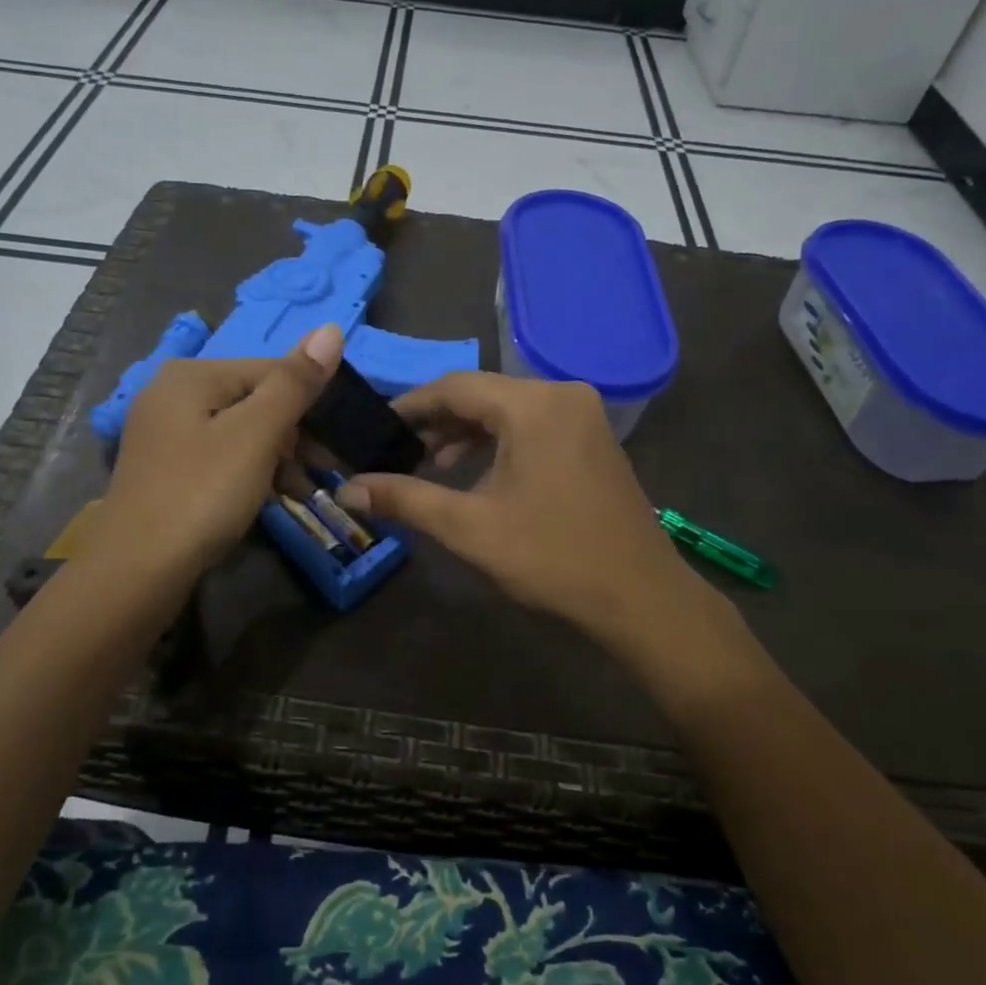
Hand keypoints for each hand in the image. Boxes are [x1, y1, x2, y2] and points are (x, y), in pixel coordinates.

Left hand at [100, 325, 342, 576]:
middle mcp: (174, 393)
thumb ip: (295, 383)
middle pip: (255, 400)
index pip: (272, 370)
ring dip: (279, 458)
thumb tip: (331, 328)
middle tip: (328, 469)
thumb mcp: (256, 434)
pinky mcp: (167, 469)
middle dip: (296, 434)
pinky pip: (222, 457)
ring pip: (241, 432)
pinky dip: (252, 473)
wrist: (137, 570)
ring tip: (307, 491)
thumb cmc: (202, 493)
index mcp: (193, 374)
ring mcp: (166, 433)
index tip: (342, 439)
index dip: (312, 402)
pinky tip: (274, 498)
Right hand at [337, 372, 710, 641]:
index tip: (374, 427)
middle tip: (398, 453)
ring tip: (431, 466)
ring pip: (508, 411)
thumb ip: (405, 499)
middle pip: (482, 394)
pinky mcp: (593, 439)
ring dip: (467, 434)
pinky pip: (533, 426)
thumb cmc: (551, 557)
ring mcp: (584, 416)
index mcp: (534, 405)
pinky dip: (499, 443)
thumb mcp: (469, 528)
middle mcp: (562, 395)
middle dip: (437, 422)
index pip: (455, 386)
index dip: (409, 406)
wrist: (639, 597)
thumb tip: (346, 489)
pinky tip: (476, 473)